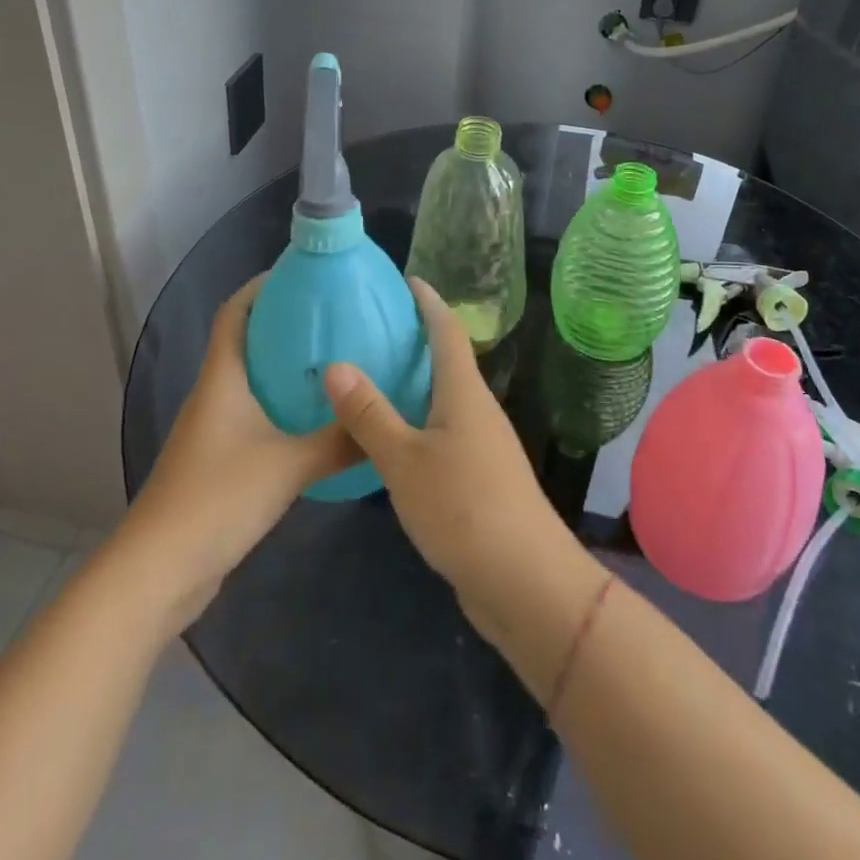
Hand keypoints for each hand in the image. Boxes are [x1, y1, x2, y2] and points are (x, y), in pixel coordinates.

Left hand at [121, 276, 357, 635]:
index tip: (303, 275)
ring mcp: (215, 431)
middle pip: (248, 343)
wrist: (158, 572)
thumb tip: (386, 422)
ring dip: (288, 369)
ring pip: (254, 382)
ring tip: (337, 363)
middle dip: (287, 325)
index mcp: (222, 379)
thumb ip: (339, 441)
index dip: (262, 286)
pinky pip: (258, 418)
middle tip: (337, 318)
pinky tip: (319, 420)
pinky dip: (286, 408)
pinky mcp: (222, 463)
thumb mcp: (288, 465)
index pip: (235, 313)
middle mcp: (215, 396)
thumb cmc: (217, 499)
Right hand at [323, 280, 593, 650]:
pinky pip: (445, 432)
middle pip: (449, 361)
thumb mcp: (405, 460)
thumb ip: (370, 414)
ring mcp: (483, 445)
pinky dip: (419, 421)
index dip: (429, 302)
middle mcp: (478, 410)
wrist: (524, 580)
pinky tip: (393, 438)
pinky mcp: (480, 478)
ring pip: (446, 399)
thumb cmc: (463, 507)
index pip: (447, 331)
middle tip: (375, 328)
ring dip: (417, 383)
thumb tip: (335, 364)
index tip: (407, 279)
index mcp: (464, 393)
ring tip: (375, 377)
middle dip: (418, 339)